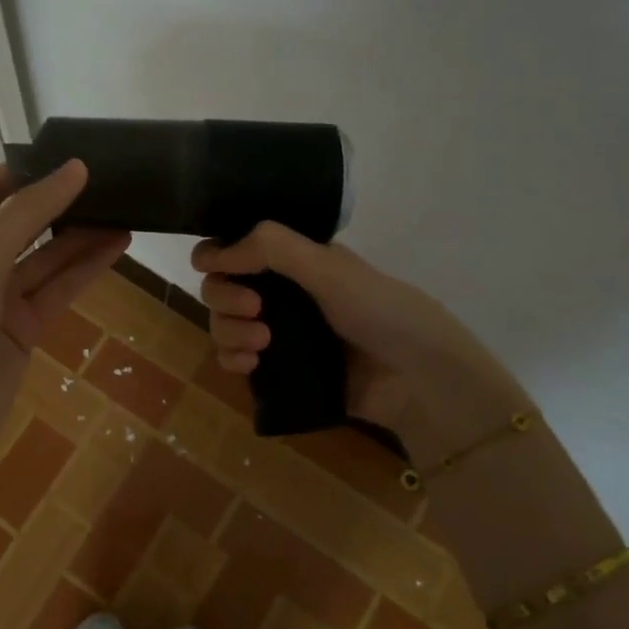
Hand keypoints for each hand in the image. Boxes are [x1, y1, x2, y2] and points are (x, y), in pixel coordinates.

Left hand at [0, 160, 128, 462]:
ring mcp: (3, 296)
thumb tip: (75, 168)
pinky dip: (87, 268)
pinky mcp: (27, 324)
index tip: (67, 154)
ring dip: (83, 236)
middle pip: (25, 223)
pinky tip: (118, 246)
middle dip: (61, 203)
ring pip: (49, 257)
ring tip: (126, 210)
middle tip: (106, 180)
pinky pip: (60, 287)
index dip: (25, 171)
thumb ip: (30, 213)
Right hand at [193, 222, 527, 448]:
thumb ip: (271, 248)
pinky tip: (250, 364)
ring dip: (229, 329)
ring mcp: (277, 332)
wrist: (419, 381)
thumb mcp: (329, 268)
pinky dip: (232, 359)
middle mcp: (281, 292)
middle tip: (254, 307)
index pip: (236, 247)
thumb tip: (210, 254)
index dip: (218, 254)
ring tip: (261, 343)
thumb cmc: (380, 311)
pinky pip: (234, 360)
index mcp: (294, 260)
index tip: (214, 266)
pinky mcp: (277, 371)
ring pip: (224, 323)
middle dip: (225, 295)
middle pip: (221, 286)